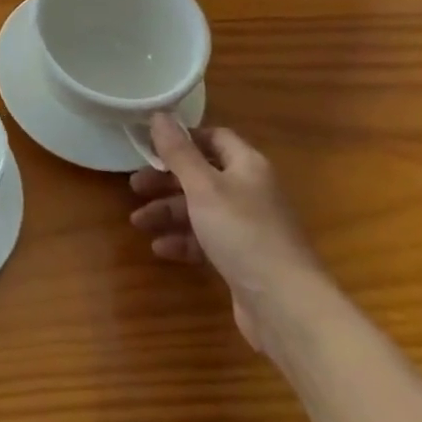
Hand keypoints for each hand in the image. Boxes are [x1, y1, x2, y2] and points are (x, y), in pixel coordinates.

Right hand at [130, 120, 329, 362]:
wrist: (287, 307)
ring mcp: (248, 227)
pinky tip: (161, 248)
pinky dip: (183, 240)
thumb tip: (159, 114)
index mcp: (247, 166)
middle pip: (201, 174)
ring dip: (168, 212)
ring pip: (200, 209)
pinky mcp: (243, 258)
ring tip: (138, 222)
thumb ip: (178, 151)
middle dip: (166, 180)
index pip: (214, 137)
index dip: (182, 138)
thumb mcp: (203, 187)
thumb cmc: (243, 234)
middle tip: (134, 186)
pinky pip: (207, 239)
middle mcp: (250, 191)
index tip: (149, 145)